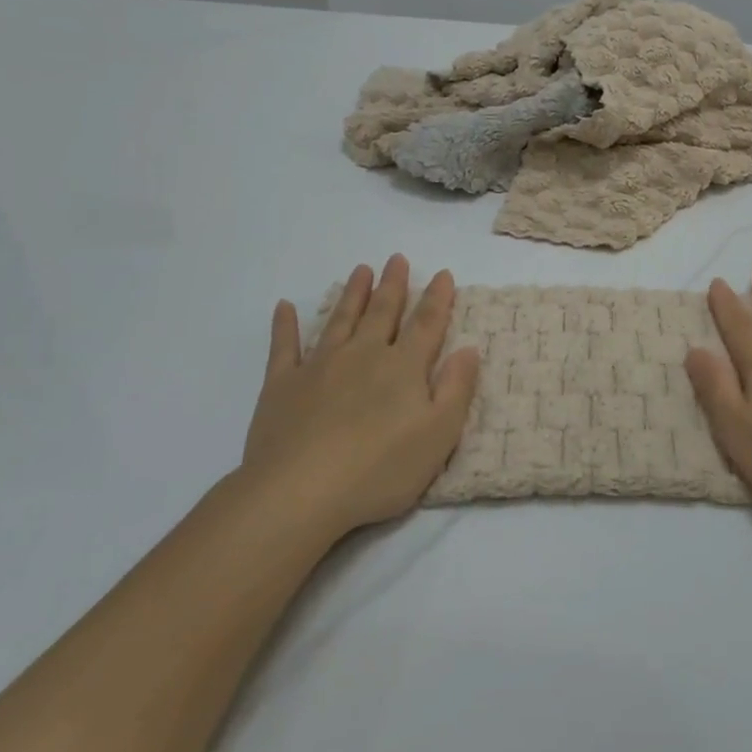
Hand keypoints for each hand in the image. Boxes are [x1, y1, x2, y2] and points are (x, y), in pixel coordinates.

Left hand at [241, 254, 480, 536]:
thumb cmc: (379, 469)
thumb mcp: (438, 435)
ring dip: (353, 294)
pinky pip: (284, 347)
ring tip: (361, 270)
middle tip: (397, 259)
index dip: (438, 298)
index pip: (426, 324)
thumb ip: (456, 389)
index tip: (444, 274)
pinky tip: (284, 307)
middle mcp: (363, 355)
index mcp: (403, 367)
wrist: (299, 492)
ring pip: (340, 320)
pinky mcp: (282, 386)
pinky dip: (284, 326)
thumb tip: (469, 348)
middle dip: (393, 285)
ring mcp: (320, 366)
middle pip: (382, 312)